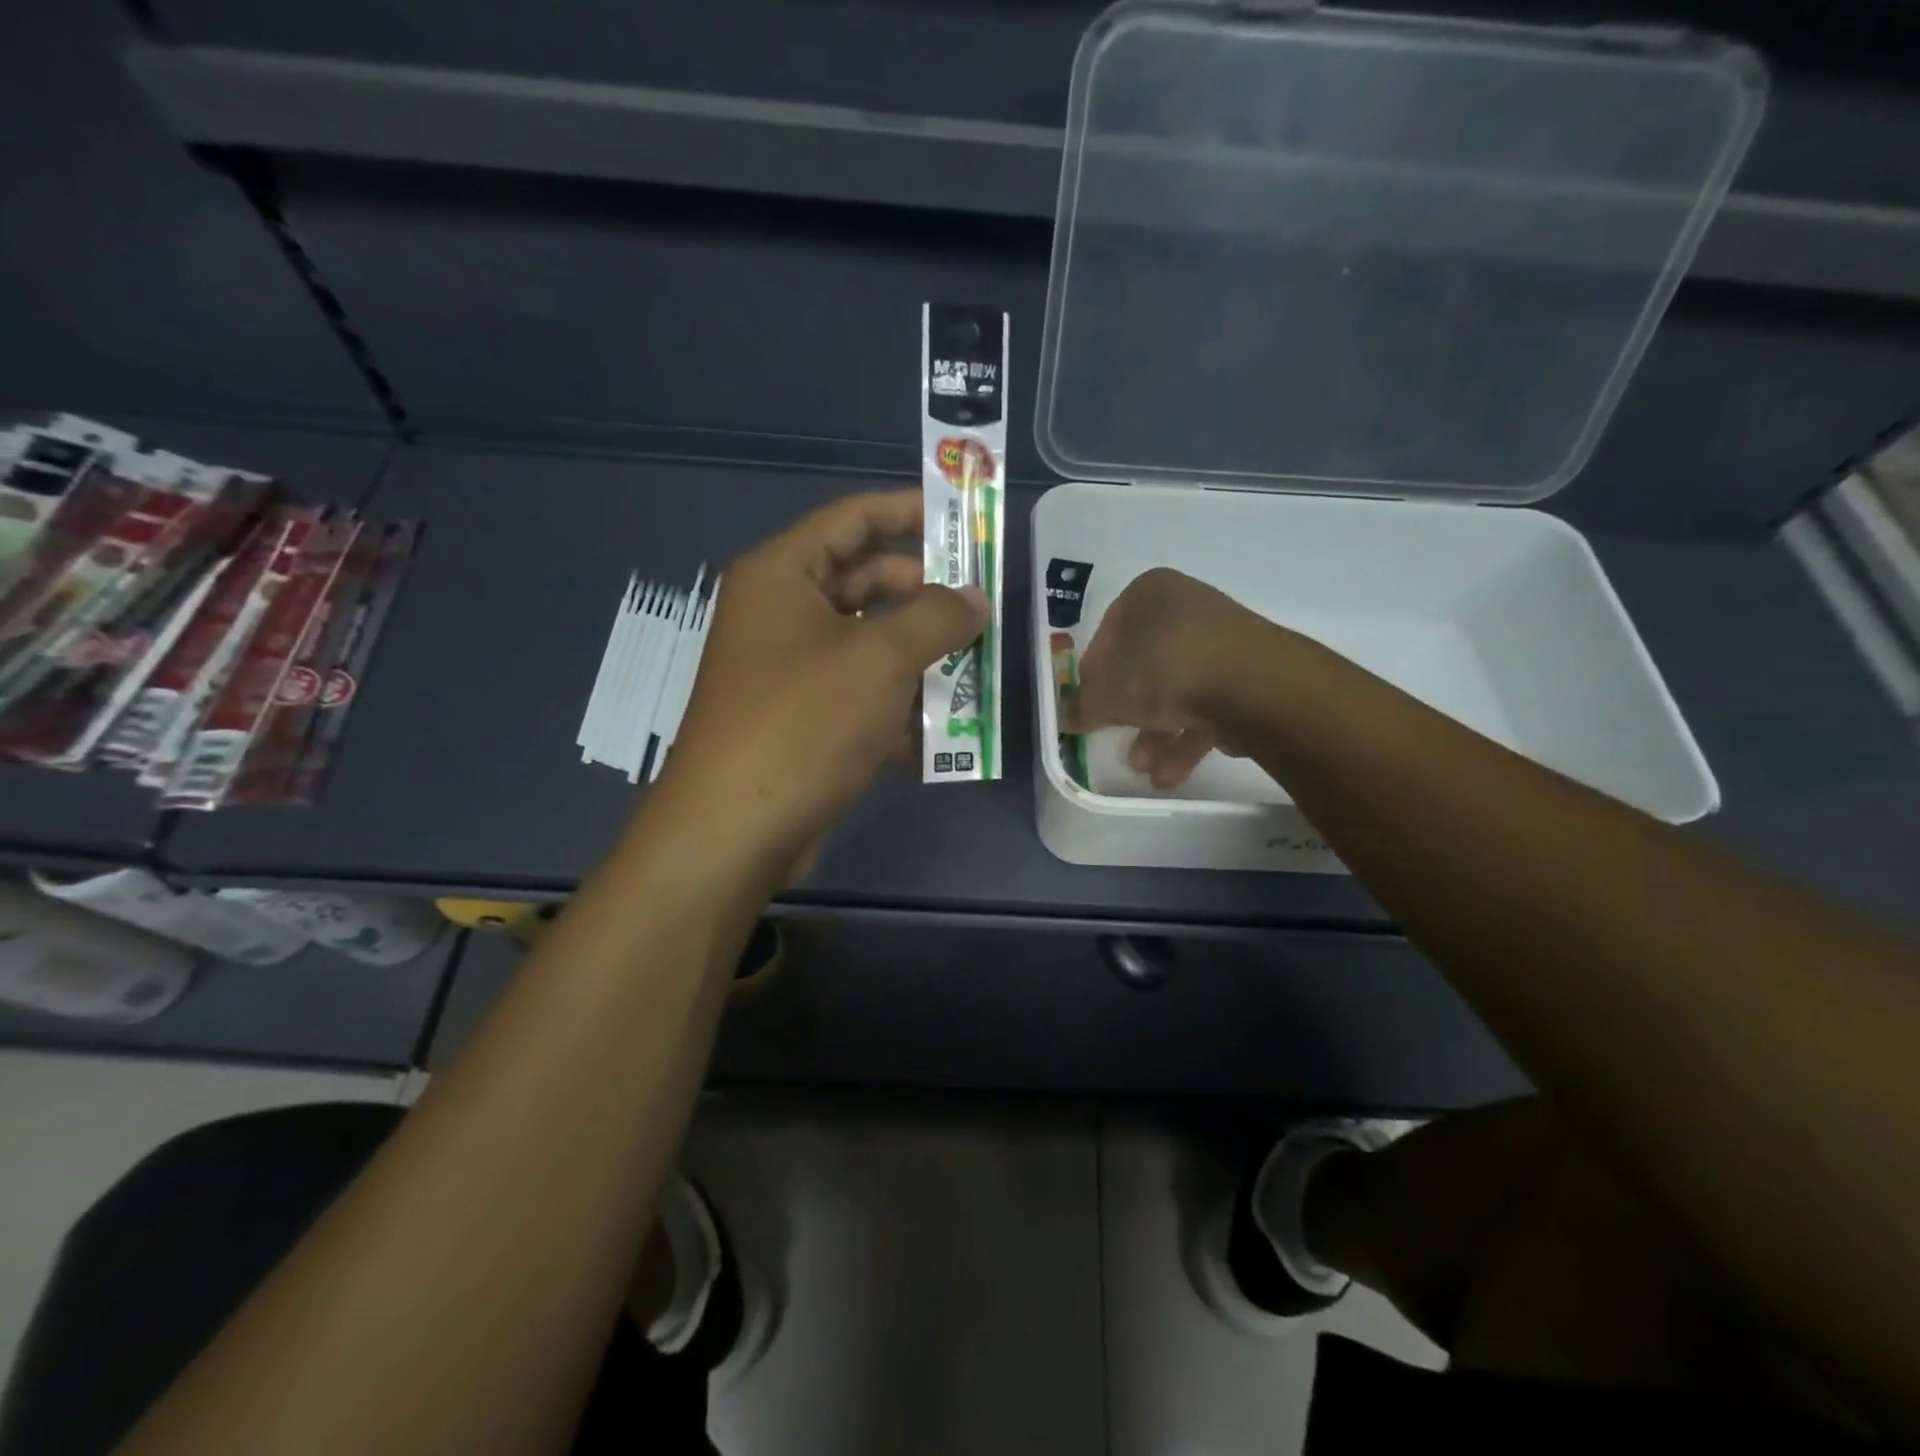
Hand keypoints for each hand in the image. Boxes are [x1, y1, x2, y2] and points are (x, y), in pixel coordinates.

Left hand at [656, 490, 985, 871]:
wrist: (735, 830)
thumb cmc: (804, 721)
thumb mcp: (881, 659)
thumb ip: (937, 618)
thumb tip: (974, 598)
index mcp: (783, 574)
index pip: (853, 519)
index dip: (910, 512)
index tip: (965, 522)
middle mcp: (780, 614)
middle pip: (865, 583)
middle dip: (925, 597)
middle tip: (982, 611)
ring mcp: (788, 670)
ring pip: (867, 645)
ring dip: (919, 658)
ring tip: (976, 671)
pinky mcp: (799, 720)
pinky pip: (857, 695)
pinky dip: (895, 707)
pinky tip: (939, 735)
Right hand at [1058, 567, 1271, 789]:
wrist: (1253, 685)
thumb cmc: (1163, 670)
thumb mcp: (1107, 694)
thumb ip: (1081, 707)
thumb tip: (1060, 718)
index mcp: (1150, 593)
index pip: (1108, 632)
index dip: (1093, 674)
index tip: (1090, 705)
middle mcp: (1187, 608)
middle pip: (1144, 665)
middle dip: (1128, 713)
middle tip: (1114, 741)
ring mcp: (1223, 640)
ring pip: (1177, 690)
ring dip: (1156, 734)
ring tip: (1145, 769)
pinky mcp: (1249, 673)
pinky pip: (1208, 703)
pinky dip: (1188, 736)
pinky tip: (1173, 773)